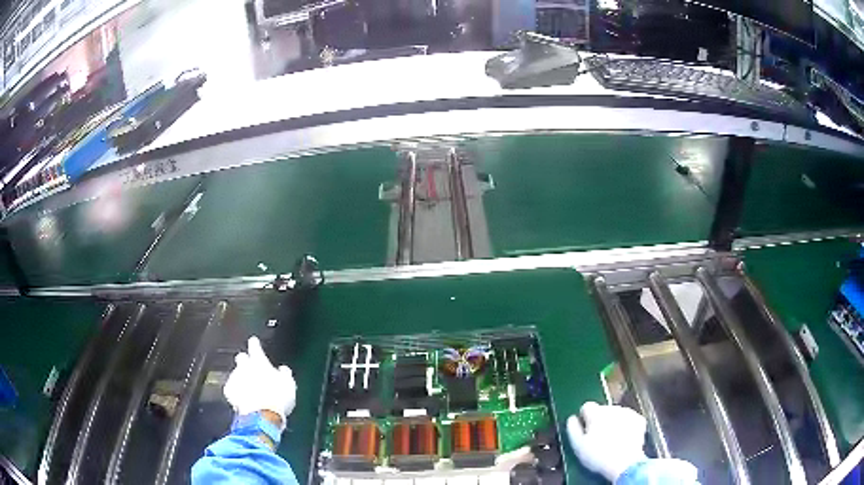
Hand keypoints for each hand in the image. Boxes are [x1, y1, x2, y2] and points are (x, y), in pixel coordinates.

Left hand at [224, 337, 296, 427]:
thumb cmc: (278, 398)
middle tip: (252, 369)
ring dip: (242, 378)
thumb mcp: (289, 384)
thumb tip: (283, 369)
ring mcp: (235, 378)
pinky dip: (236, 391)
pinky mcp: (229, 391)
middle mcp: (244, 366)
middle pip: (241, 358)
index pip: (254, 346)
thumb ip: (285, 373)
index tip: (254, 341)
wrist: (262, 415)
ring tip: (250, 389)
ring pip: (236, 373)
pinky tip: (242, 398)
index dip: (254, 343)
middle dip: (245, 361)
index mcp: (259, 361)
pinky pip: (231, 388)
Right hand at [567, 402, 647, 481]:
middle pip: (602, 410)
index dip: (584, 417)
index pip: (586, 406)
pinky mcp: (639, 420)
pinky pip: (629, 419)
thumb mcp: (578, 445)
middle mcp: (613, 409)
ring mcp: (628, 413)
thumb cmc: (598, 456)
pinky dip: (626, 426)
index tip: (584, 428)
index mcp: (596, 413)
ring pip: (616, 414)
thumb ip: (572, 429)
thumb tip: (572, 419)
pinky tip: (623, 438)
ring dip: (613, 422)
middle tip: (597, 437)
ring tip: (611, 440)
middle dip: (599, 420)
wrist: (625, 463)